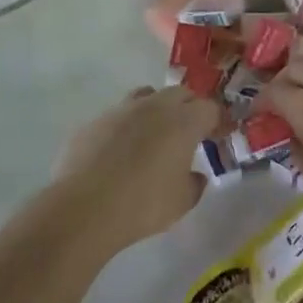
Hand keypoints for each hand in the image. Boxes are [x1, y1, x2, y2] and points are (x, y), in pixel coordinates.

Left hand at [53, 87, 221, 251]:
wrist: (85, 208)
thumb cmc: (144, 204)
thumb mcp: (182, 202)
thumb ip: (194, 183)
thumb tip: (194, 176)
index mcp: (183, 122)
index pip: (210, 108)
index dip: (217, 121)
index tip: (218, 136)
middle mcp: (153, 107)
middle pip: (179, 93)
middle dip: (188, 108)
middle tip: (189, 133)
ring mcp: (119, 111)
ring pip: (145, 97)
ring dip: (155, 110)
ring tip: (153, 137)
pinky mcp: (92, 122)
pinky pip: (117, 117)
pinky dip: (125, 128)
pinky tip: (120, 153)